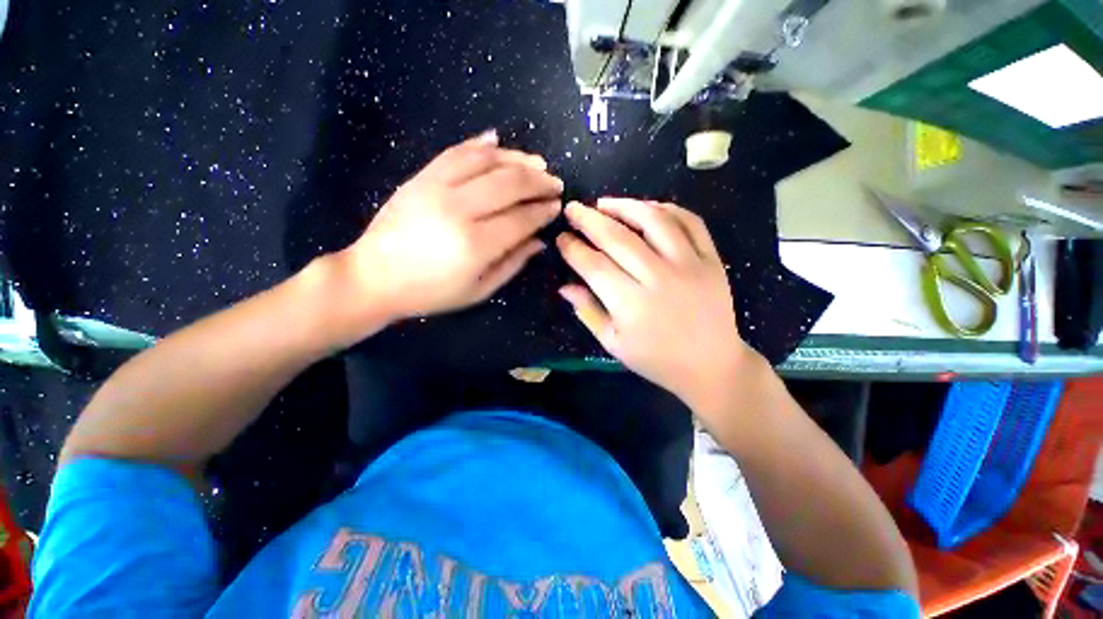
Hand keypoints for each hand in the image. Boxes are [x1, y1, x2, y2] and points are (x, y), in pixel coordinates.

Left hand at [337, 131, 562, 325]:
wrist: (374, 277)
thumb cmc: (431, 292)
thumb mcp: (479, 290)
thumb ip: (512, 264)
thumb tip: (539, 241)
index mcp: (476, 244)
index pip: (521, 218)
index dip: (543, 211)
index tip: (557, 207)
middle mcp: (459, 209)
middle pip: (509, 183)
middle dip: (538, 181)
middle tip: (555, 183)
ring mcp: (437, 187)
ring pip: (486, 161)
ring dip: (517, 159)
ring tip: (537, 163)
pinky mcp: (421, 177)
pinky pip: (455, 151)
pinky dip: (479, 144)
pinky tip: (498, 141)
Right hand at [556, 198, 753, 413]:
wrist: (711, 365)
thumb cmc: (656, 359)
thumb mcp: (613, 343)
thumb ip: (588, 311)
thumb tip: (564, 286)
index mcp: (631, 305)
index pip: (594, 265)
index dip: (573, 248)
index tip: (561, 238)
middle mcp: (659, 279)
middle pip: (618, 238)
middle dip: (589, 219)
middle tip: (572, 208)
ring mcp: (690, 265)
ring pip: (654, 220)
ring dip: (625, 206)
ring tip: (604, 203)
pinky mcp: (712, 259)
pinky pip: (689, 221)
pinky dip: (666, 208)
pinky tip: (647, 208)